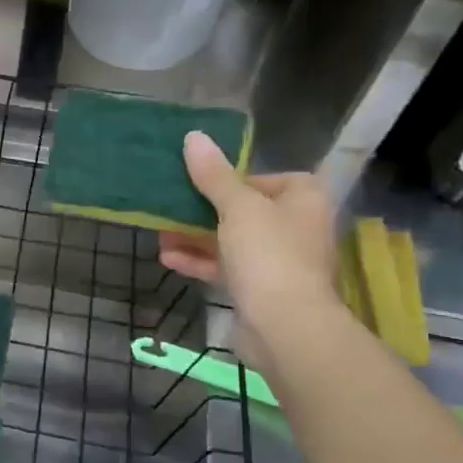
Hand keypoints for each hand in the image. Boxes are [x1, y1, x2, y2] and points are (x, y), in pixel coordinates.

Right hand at [157, 131, 338, 364]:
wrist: (284, 326)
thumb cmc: (268, 254)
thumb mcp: (237, 207)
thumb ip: (213, 174)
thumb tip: (194, 136)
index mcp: (303, 198)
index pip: (264, 178)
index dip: (229, 180)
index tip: (198, 184)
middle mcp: (296, 226)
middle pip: (242, 210)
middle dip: (201, 211)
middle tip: (168, 207)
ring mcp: (278, 260)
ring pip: (230, 240)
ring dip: (194, 237)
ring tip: (159, 235)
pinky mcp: (260, 288)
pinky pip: (226, 267)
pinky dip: (199, 261)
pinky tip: (167, 258)